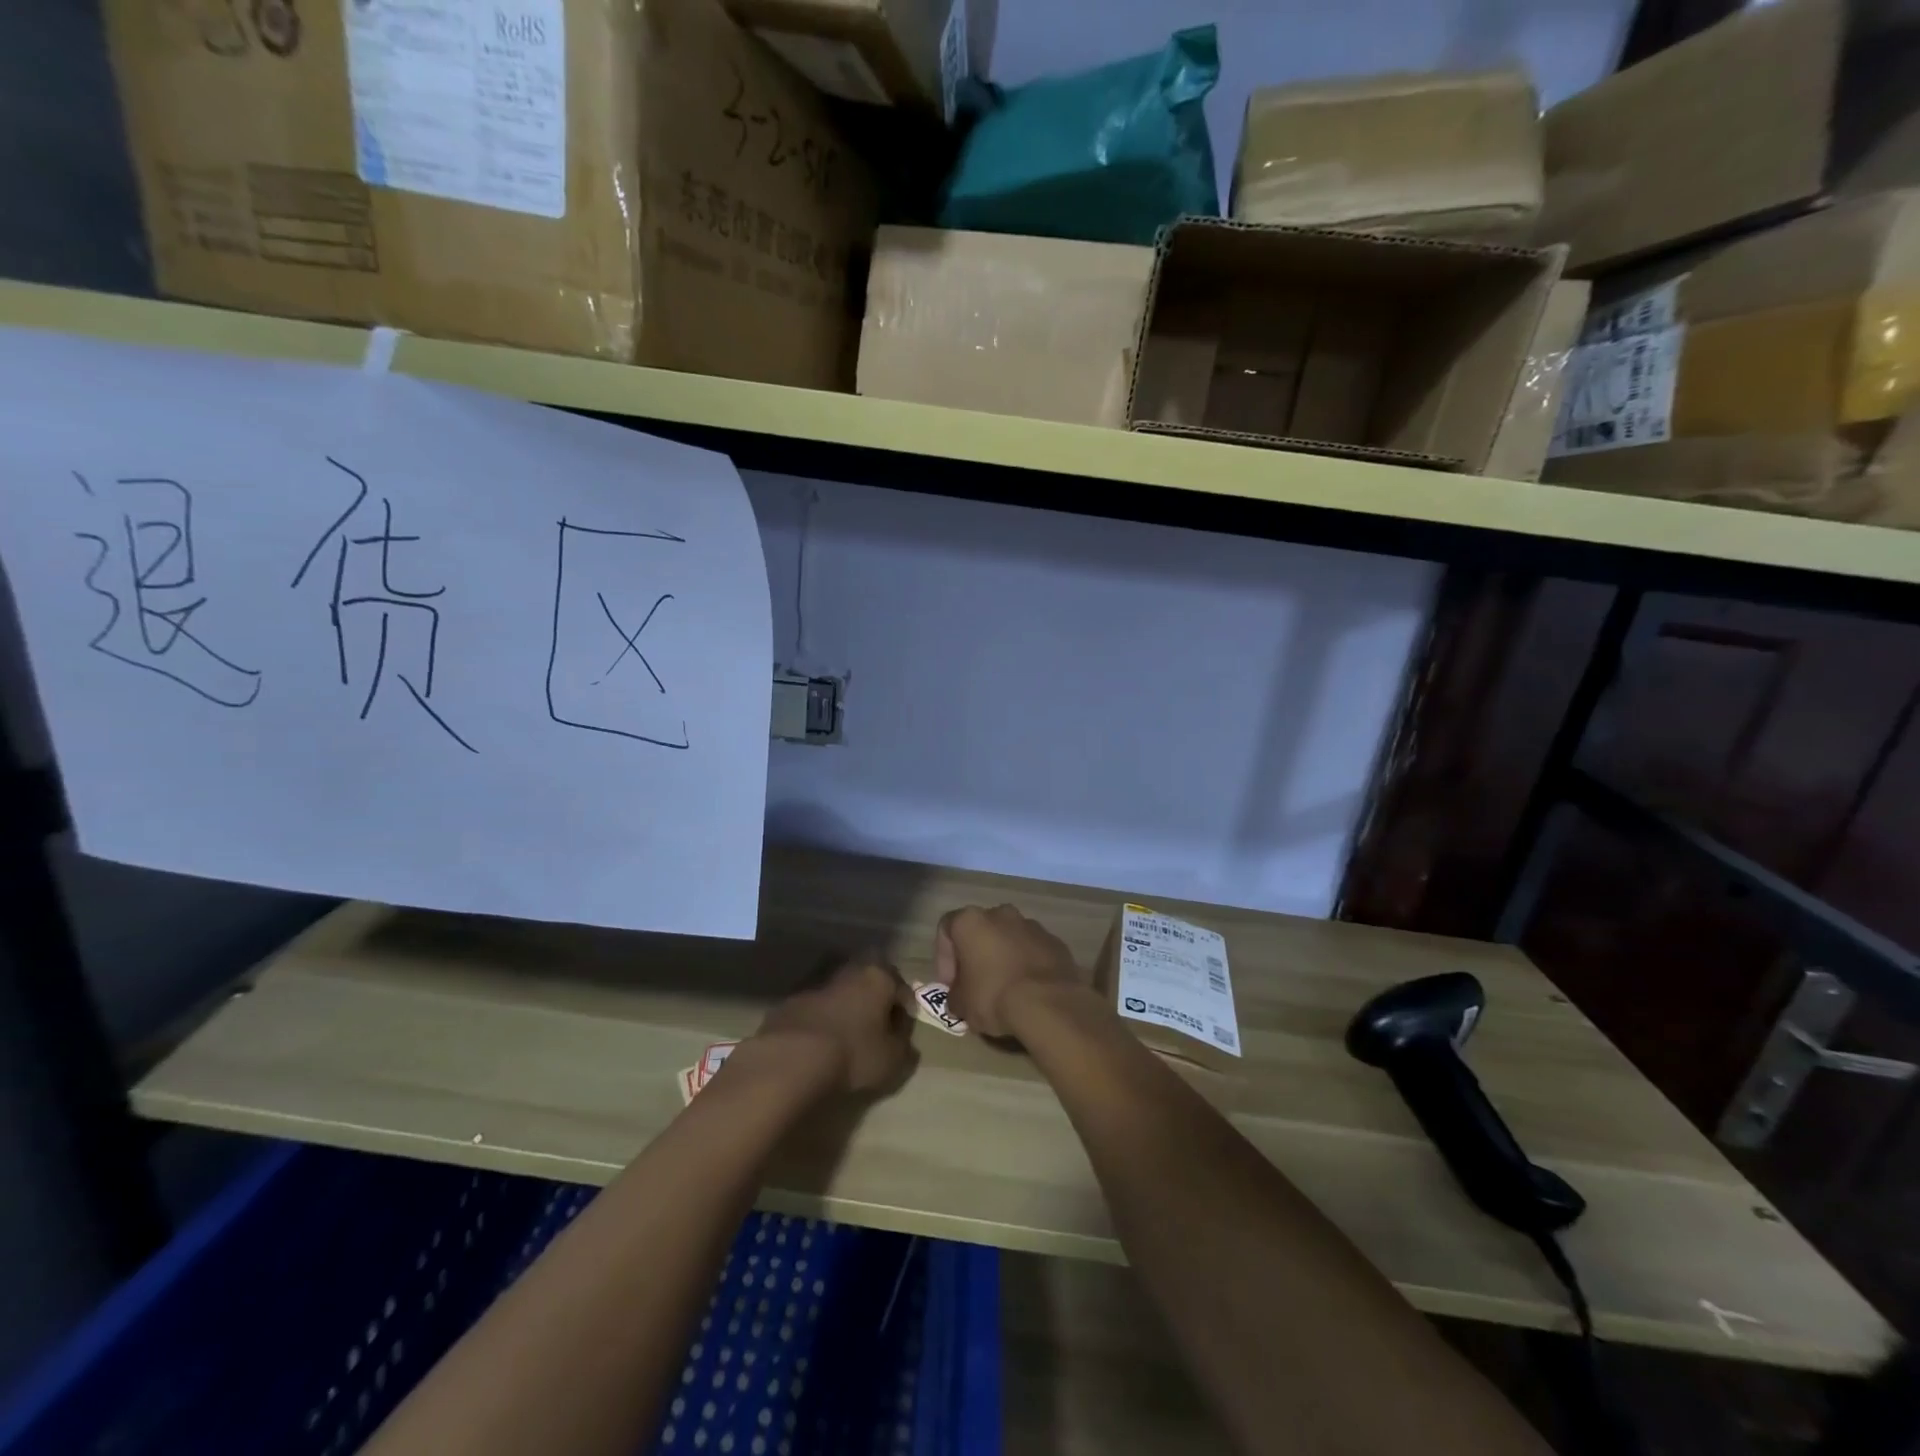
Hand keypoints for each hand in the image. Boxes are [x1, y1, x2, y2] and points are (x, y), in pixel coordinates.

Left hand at [752, 958, 914, 1095]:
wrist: (792, 1059)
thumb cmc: (854, 1054)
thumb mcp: (893, 1059)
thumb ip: (904, 1046)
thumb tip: (902, 1040)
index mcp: (878, 978)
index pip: (900, 987)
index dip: (905, 1008)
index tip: (903, 1028)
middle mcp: (848, 973)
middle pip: (868, 983)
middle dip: (874, 1002)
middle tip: (877, 1027)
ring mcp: (816, 986)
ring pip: (840, 995)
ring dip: (846, 1011)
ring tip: (846, 1038)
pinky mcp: (790, 1004)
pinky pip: (815, 1011)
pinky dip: (821, 1023)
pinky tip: (819, 1046)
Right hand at [933, 905, 1081, 1037]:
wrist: (1049, 1003)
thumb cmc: (994, 996)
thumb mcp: (961, 1004)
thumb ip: (954, 996)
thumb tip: (959, 999)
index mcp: (971, 921)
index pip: (946, 929)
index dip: (944, 958)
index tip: (951, 985)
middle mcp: (1001, 914)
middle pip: (980, 931)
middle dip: (976, 955)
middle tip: (975, 986)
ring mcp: (1032, 925)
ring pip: (1009, 939)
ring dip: (1003, 958)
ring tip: (1005, 990)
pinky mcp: (1055, 941)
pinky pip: (1033, 950)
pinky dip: (1027, 965)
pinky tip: (1028, 991)